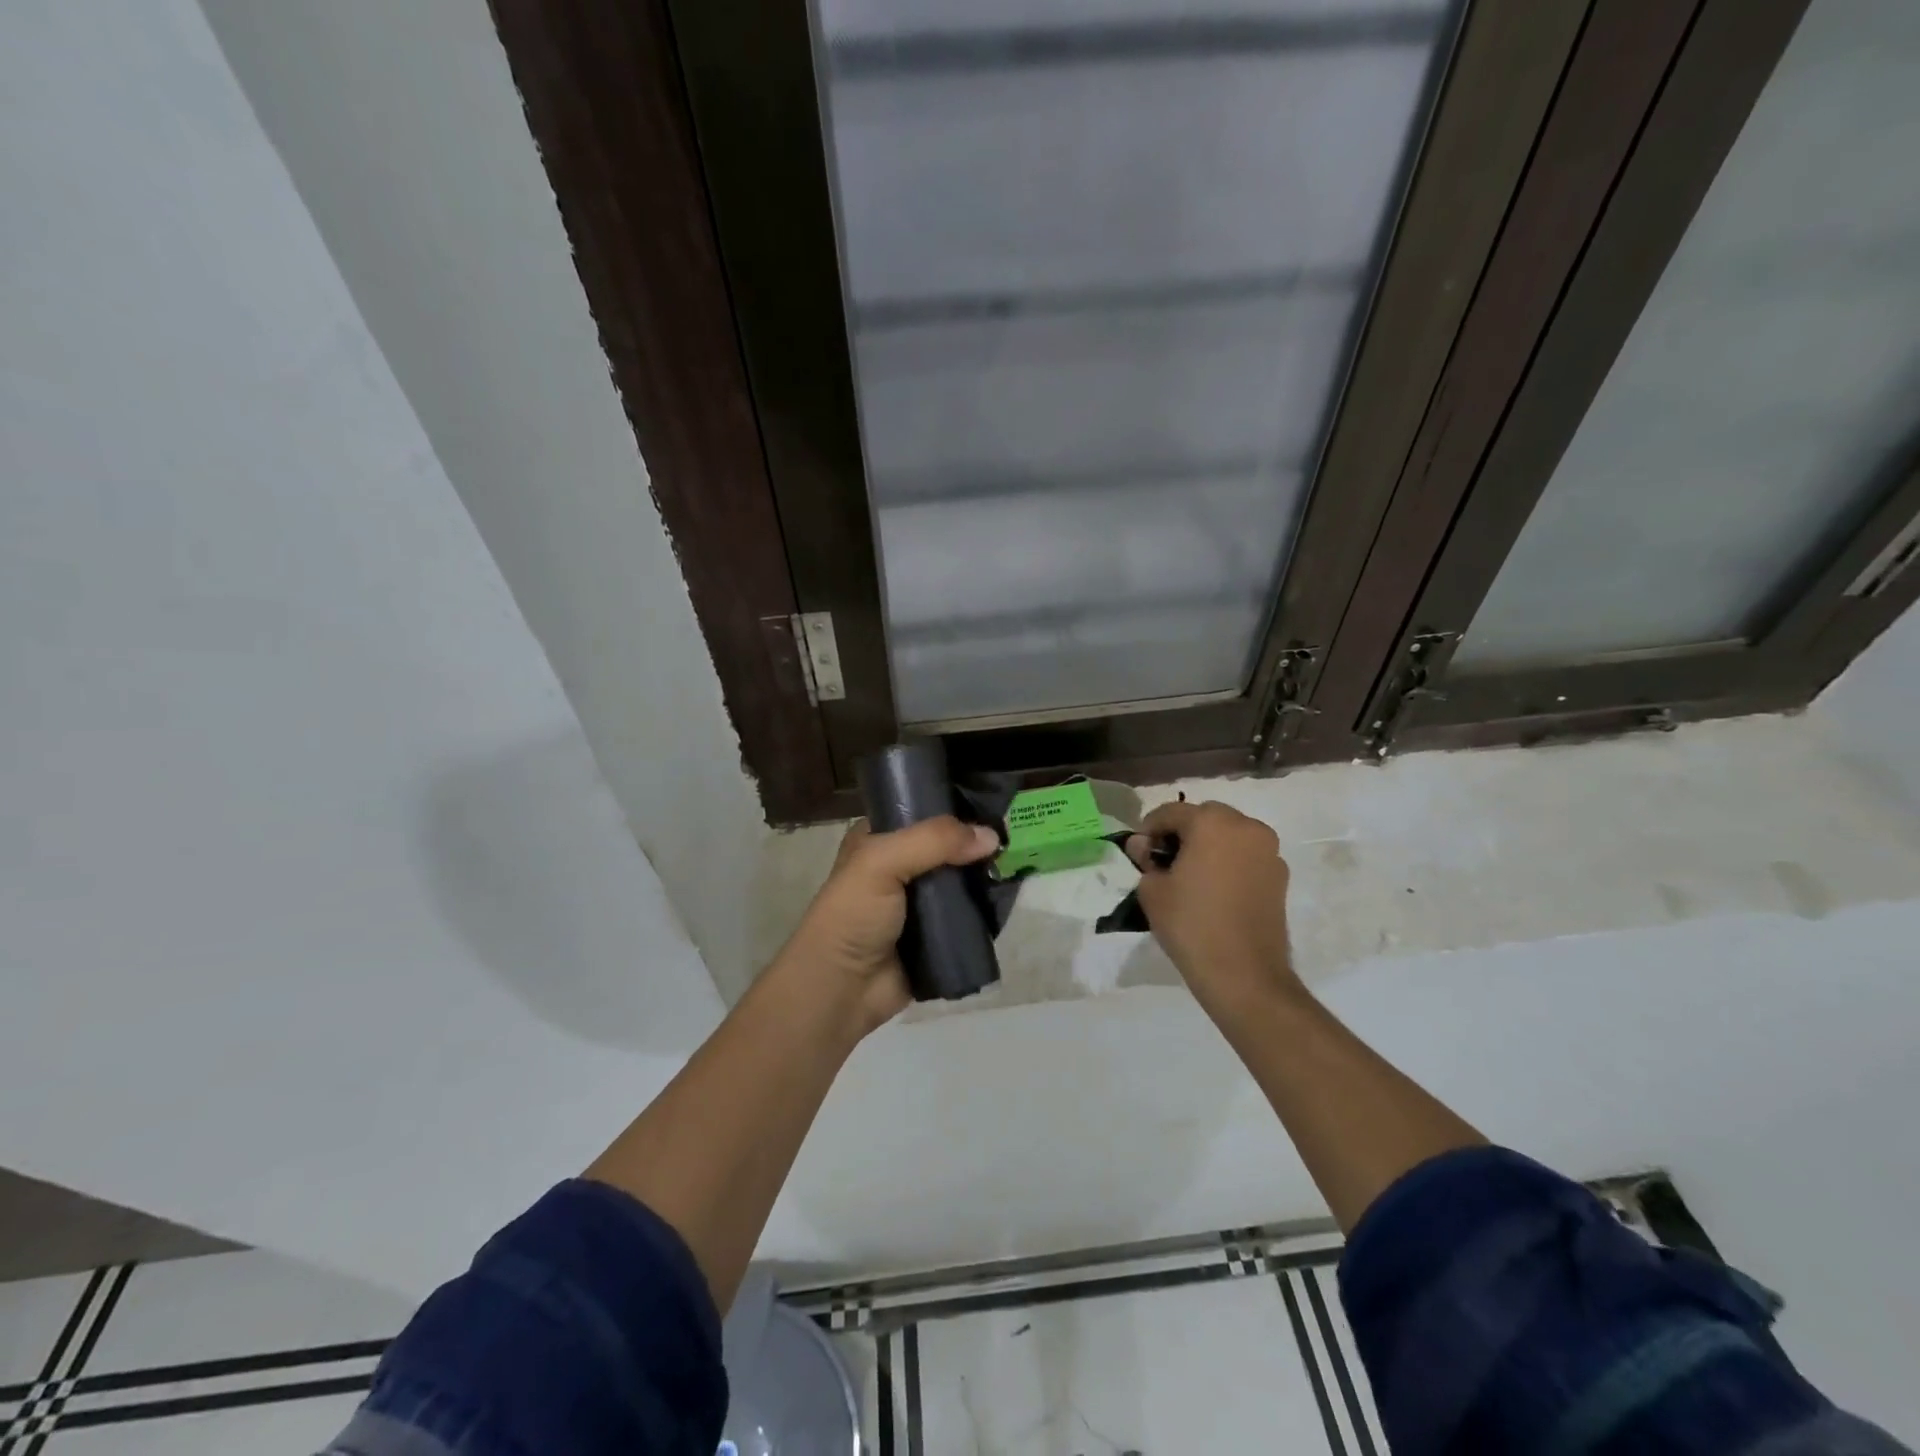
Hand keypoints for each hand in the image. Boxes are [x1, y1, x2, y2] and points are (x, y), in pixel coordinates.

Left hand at [775, 816, 1000, 1037]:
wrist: (843, 989)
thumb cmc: (853, 915)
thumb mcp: (882, 862)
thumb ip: (934, 841)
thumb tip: (991, 837)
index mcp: (879, 838)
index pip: (922, 809)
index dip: (953, 806)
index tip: (992, 804)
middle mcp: (901, 864)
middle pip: (948, 845)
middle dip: (977, 843)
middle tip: (1014, 837)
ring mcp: (920, 901)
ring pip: (962, 879)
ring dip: (986, 877)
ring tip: (1020, 865)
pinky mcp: (937, 933)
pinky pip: (970, 914)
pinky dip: (988, 909)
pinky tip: (1010, 898)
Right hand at [1125, 800, 1303, 1018]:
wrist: (1244, 974)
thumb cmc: (1191, 924)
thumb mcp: (1152, 890)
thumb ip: (1145, 859)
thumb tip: (1143, 846)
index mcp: (1211, 822)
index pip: (1170, 812)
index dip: (1148, 829)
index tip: (1138, 853)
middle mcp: (1245, 826)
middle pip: (1205, 817)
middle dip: (1182, 833)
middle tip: (1164, 861)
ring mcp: (1268, 850)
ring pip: (1229, 834)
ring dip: (1209, 845)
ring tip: (1191, 875)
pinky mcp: (1280, 875)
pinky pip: (1247, 856)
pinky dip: (1229, 862)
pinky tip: (1216, 889)